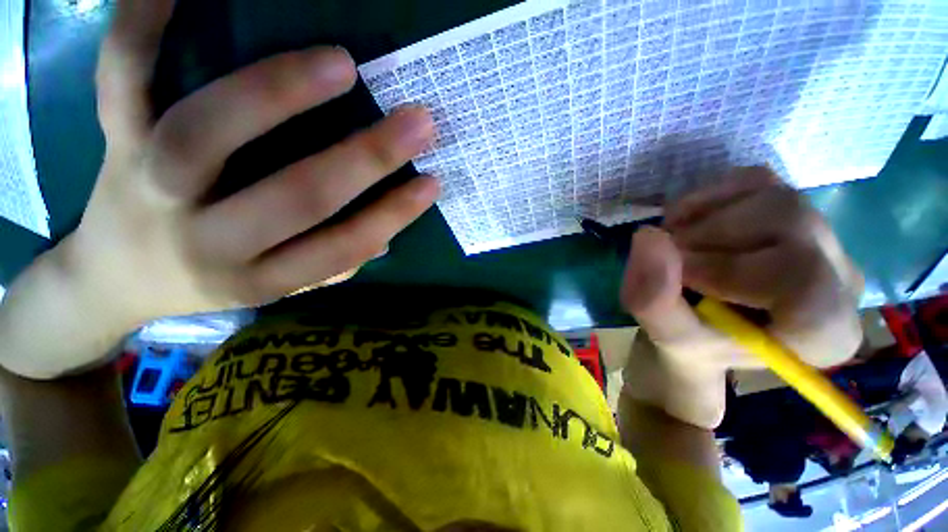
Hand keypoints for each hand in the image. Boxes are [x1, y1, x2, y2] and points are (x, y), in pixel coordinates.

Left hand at [2, 0, 437, 377]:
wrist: (113, 282)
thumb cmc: (208, 281)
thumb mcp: (274, 289)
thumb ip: (329, 267)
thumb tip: (384, 240)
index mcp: (259, 278)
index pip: (342, 247)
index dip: (392, 216)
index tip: (432, 183)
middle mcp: (208, 240)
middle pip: (294, 197)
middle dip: (365, 159)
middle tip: (419, 121)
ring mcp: (151, 187)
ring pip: (207, 133)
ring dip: (278, 93)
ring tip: (341, 64)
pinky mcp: (112, 144)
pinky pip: (121, 79)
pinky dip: (142, 25)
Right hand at [619, 167, 863, 426]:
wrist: (705, 322)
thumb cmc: (694, 340)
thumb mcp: (668, 338)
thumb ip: (655, 299)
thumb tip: (648, 236)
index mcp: (825, 332)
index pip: (804, 283)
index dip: (726, 270)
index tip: (678, 275)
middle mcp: (840, 276)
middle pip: (788, 226)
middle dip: (707, 239)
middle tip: (669, 258)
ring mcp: (820, 233)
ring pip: (771, 197)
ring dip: (702, 218)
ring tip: (674, 242)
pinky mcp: (791, 205)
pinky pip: (754, 180)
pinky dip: (706, 197)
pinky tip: (686, 221)